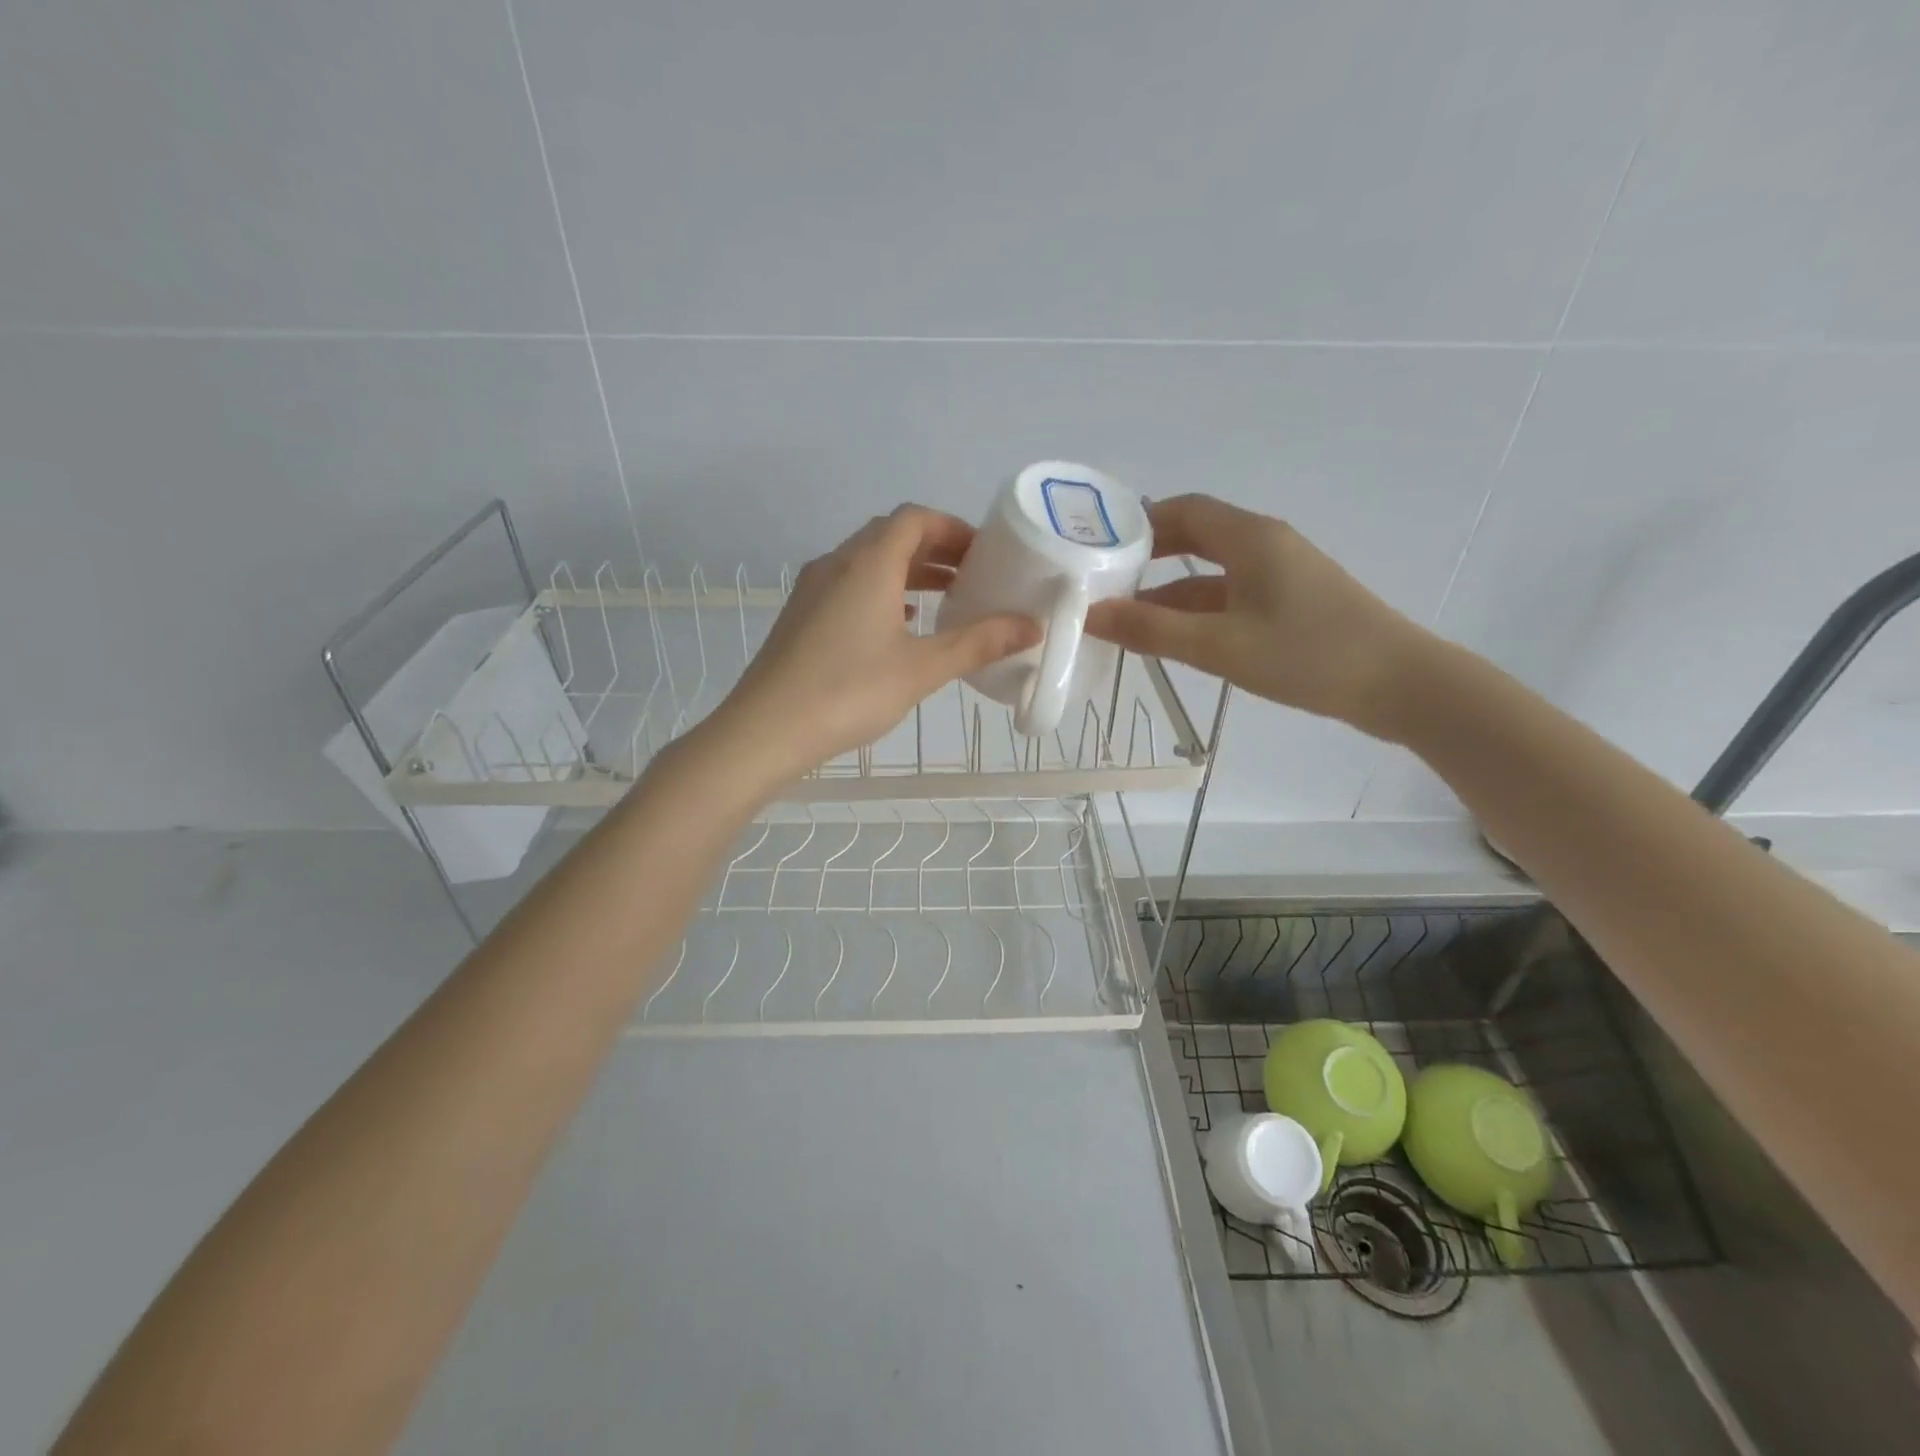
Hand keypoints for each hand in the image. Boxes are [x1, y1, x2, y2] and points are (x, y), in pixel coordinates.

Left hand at [701, 506, 1040, 785]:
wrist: (766, 729)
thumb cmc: (850, 691)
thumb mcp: (923, 668)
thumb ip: (978, 643)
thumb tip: (1031, 627)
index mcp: (869, 562)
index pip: (915, 519)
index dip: (953, 528)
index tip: (984, 554)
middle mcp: (837, 562)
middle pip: (891, 535)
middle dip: (935, 550)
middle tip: (971, 577)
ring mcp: (812, 588)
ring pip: (867, 562)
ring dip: (907, 572)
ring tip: (944, 600)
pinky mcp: (800, 616)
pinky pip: (848, 586)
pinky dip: (881, 593)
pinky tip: (897, 625)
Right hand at [1084, 495, 1432, 739]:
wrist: (1401, 686)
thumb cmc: (1308, 655)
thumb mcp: (1220, 646)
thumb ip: (1152, 630)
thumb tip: (1091, 615)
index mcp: (1251, 537)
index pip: (1184, 509)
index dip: (1138, 522)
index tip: (1098, 546)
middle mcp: (1265, 545)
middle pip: (1196, 536)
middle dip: (1148, 555)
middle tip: (1103, 579)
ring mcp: (1281, 575)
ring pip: (1212, 571)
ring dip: (1170, 589)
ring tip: (1125, 615)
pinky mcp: (1291, 604)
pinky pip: (1231, 595)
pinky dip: (1197, 609)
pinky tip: (1174, 636)